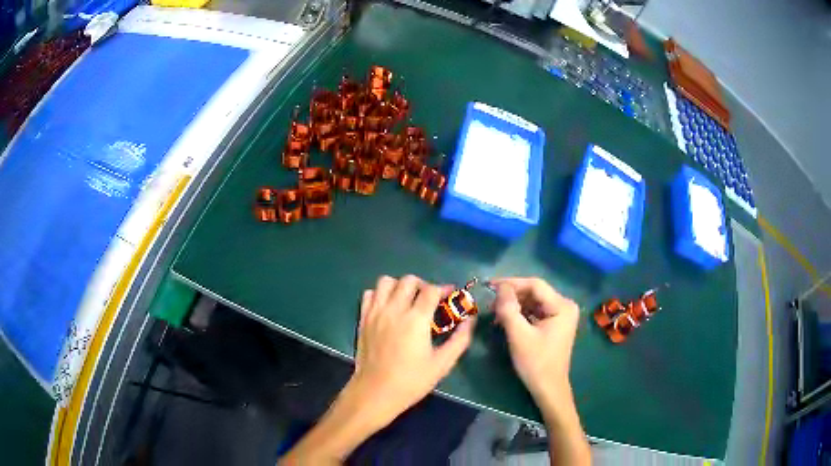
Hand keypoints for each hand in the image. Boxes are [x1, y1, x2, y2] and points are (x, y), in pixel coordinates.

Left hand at [350, 275, 475, 428]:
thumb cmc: (411, 381)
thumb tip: (470, 321)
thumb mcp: (442, 364)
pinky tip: (388, 307)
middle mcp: (394, 309)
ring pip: (386, 282)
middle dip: (423, 285)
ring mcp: (375, 312)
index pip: (431, 290)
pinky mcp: (363, 319)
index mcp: (416, 319)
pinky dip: (380, 294)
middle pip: (409, 280)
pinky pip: (369, 294)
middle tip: (430, 300)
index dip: (444, 289)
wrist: (375, 392)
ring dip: (400, 286)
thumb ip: (460, 339)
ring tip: (407, 300)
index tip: (451, 295)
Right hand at [490, 277, 578, 399]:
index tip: (489, 286)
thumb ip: (508, 309)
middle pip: (534, 292)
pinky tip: (506, 320)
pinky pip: (535, 312)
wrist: (548, 388)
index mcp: (562, 306)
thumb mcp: (519, 335)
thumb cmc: (536, 363)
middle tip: (490, 304)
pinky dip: (520, 314)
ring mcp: (561, 315)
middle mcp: (565, 306)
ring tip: (495, 314)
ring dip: (514, 306)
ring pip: (533, 302)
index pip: (534, 285)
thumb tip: (499, 288)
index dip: (511, 283)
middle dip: (512, 296)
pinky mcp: (555, 324)